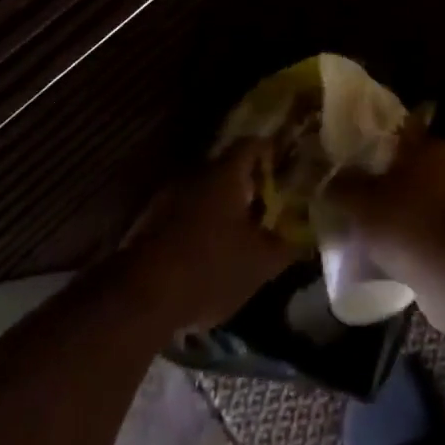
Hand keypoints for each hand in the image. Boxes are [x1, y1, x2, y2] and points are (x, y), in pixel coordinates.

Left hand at [124, 143, 297, 328]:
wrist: (139, 300)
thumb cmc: (209, 268)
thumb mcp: (260, 264)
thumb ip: (286, 246)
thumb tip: (305, 236)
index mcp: (225, 174)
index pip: (252, 144)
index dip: (271, 151)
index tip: (285, 164)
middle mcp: (195, 176)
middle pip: (226, 169)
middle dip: (247, 185)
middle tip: (266, 205)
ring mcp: (167, 199)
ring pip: (203, 194)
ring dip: (220, 209)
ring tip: (238, 234)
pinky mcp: (147, 226)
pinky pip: (182, 216)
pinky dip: (198, 228)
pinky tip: (207, 255)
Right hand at [321, 131, 444, 280]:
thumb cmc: (407, 222)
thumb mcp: (362, 204)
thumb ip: (343, 188)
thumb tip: (328, 180)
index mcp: (427, 146)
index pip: (400, 133)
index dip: (378, 144)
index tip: (358, 159)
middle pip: (413, 167)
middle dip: (391, 183)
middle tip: (363, 201)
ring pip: (426, 200)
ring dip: (407, 213)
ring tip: (378, 235)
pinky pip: (436, 230)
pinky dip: (420, 239)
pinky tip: (399, 258)